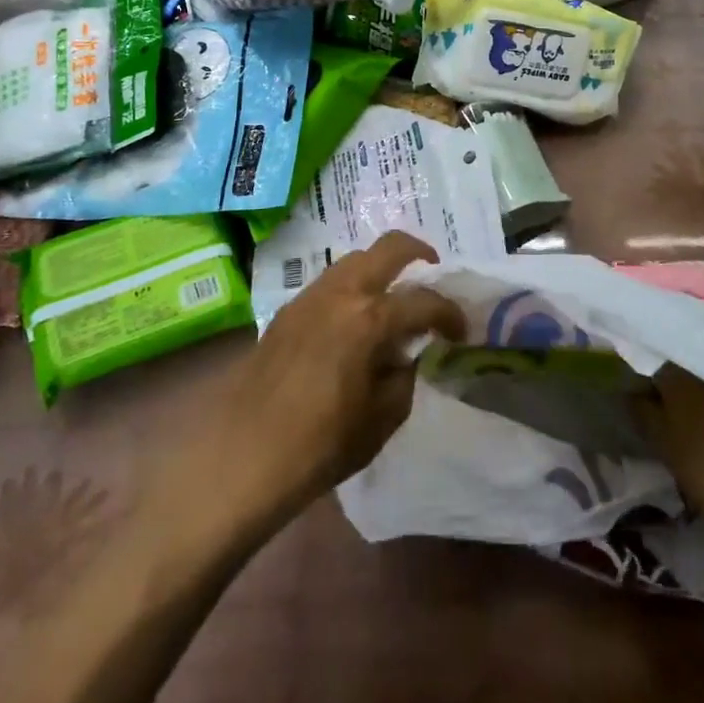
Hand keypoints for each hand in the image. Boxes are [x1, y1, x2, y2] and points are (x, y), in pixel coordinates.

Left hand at [228, 232, 465, 510]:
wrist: (242, 455)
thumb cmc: (320, 444)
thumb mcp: (382, 419)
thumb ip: (404, 376)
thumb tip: (407, 355)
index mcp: (369, 318)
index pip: (425, 301)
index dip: (450, 314)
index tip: (461, 331)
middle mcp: (341, 293)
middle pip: (389, 247)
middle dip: (419, 252)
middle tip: (434, 271)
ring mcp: (310, 296)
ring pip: (355, 259)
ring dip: (381, 268)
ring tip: (393, 298)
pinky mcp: (287, 310)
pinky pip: (331, 282)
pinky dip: (353, 287)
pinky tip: (355, 320)